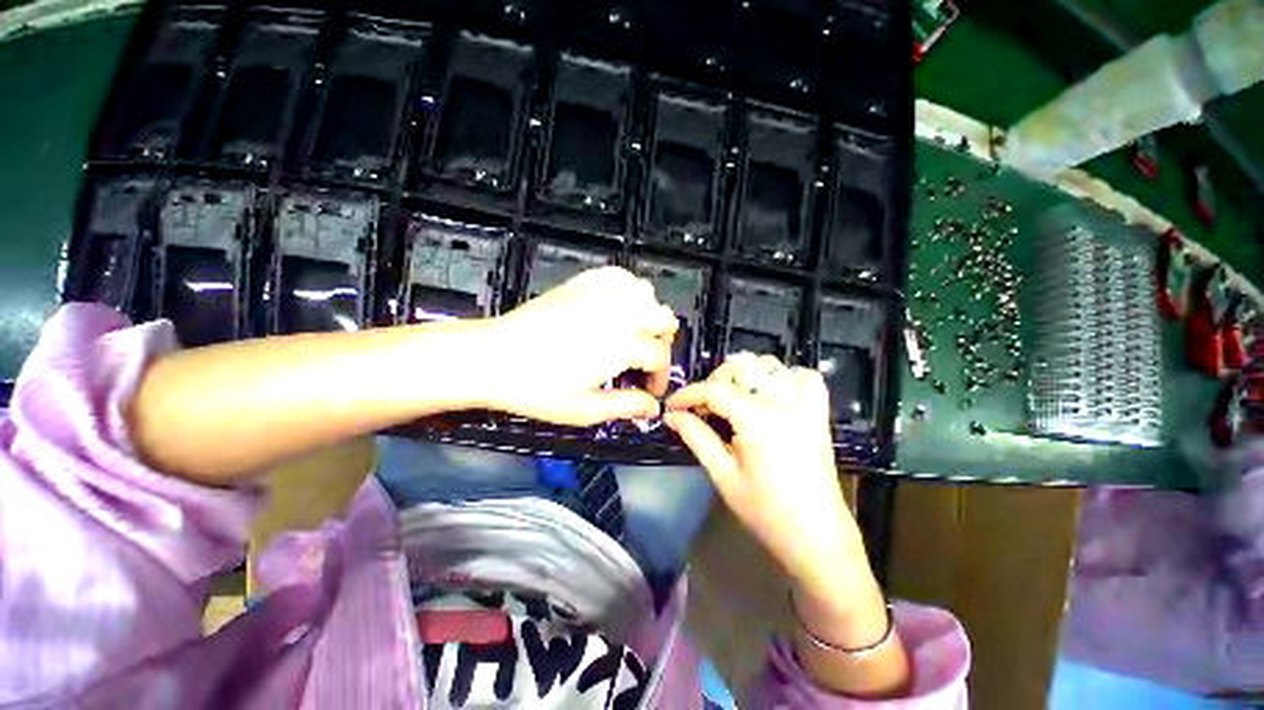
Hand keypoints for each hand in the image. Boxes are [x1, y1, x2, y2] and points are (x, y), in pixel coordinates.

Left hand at [480, 267, 677, 425]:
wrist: (492, 357)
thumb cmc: (536, 387)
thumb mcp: (584, 409)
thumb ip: (625, 407)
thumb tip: (652, 408)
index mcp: (620, 345)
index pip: (659, 356)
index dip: (660, 376)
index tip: (650, 390)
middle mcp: (617, 314)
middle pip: (663, 317)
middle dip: (662, 341)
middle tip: (645, 360)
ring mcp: (599, 295)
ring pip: (645, 292)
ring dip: (648, 312)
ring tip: (633, 332)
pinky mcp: (581, 284)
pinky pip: (618, 275)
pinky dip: (626, 288)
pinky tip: (616, 306)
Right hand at [664, 353, 866, 598]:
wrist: (817, 537)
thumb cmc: (766, 512)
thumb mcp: (723, 475)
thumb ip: (696, 437)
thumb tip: (671, 415)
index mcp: (759, 420)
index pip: (716, 390)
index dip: (689, 394)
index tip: (672, 405)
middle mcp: (785, 403)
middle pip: (741, 369)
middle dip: (714, 382)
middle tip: (701, 407)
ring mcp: (806, 405)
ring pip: (770, 366)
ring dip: (744, 374)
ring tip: (730, 397)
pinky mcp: (819, 413)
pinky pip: (804, 377)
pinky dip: (783, 376)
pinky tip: (770, 392)